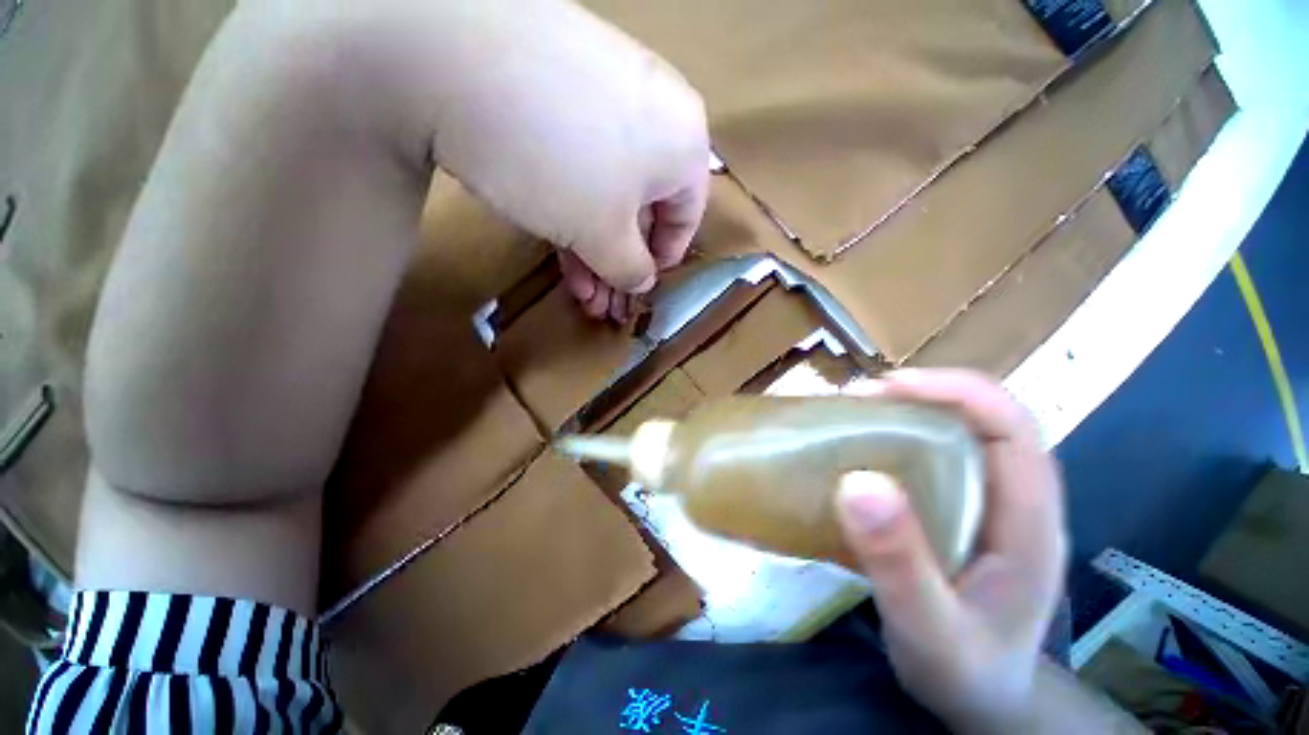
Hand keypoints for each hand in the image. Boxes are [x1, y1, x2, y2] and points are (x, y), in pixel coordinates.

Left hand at [416, 0, 710, 318]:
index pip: (686, 219)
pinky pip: (581, 162)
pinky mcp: (563, 90)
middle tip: (600, 301)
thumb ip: (630, 270)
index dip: (662, 262)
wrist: (457, 55)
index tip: (638, 286)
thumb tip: (641, 282)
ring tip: (578, 290)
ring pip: (609, 190)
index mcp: (685, 146)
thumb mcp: (603, 235)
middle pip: (643, 208)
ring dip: (594, 246)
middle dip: (619, 263)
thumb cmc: (561, 162)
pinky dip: (572, 207)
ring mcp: (607, 96)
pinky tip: (556, 244)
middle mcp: (656, 114)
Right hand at [835, 369, 1068, 732]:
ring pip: (956, 433)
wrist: (981, 699)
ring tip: (850, 417)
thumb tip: (858, 481)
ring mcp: (988, 502)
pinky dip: (895, 439)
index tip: (886, 387)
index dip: (956, 390)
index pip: (1012, 427)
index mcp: (1029, 521)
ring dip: (904, 412)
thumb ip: (899, 563)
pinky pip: (932, 456)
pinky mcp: (960, 509)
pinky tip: (859, 450)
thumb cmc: (964, 671)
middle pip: (982, 418)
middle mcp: (1014, 498)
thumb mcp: (929, 630)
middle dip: (921, 395)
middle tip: (855, 401)